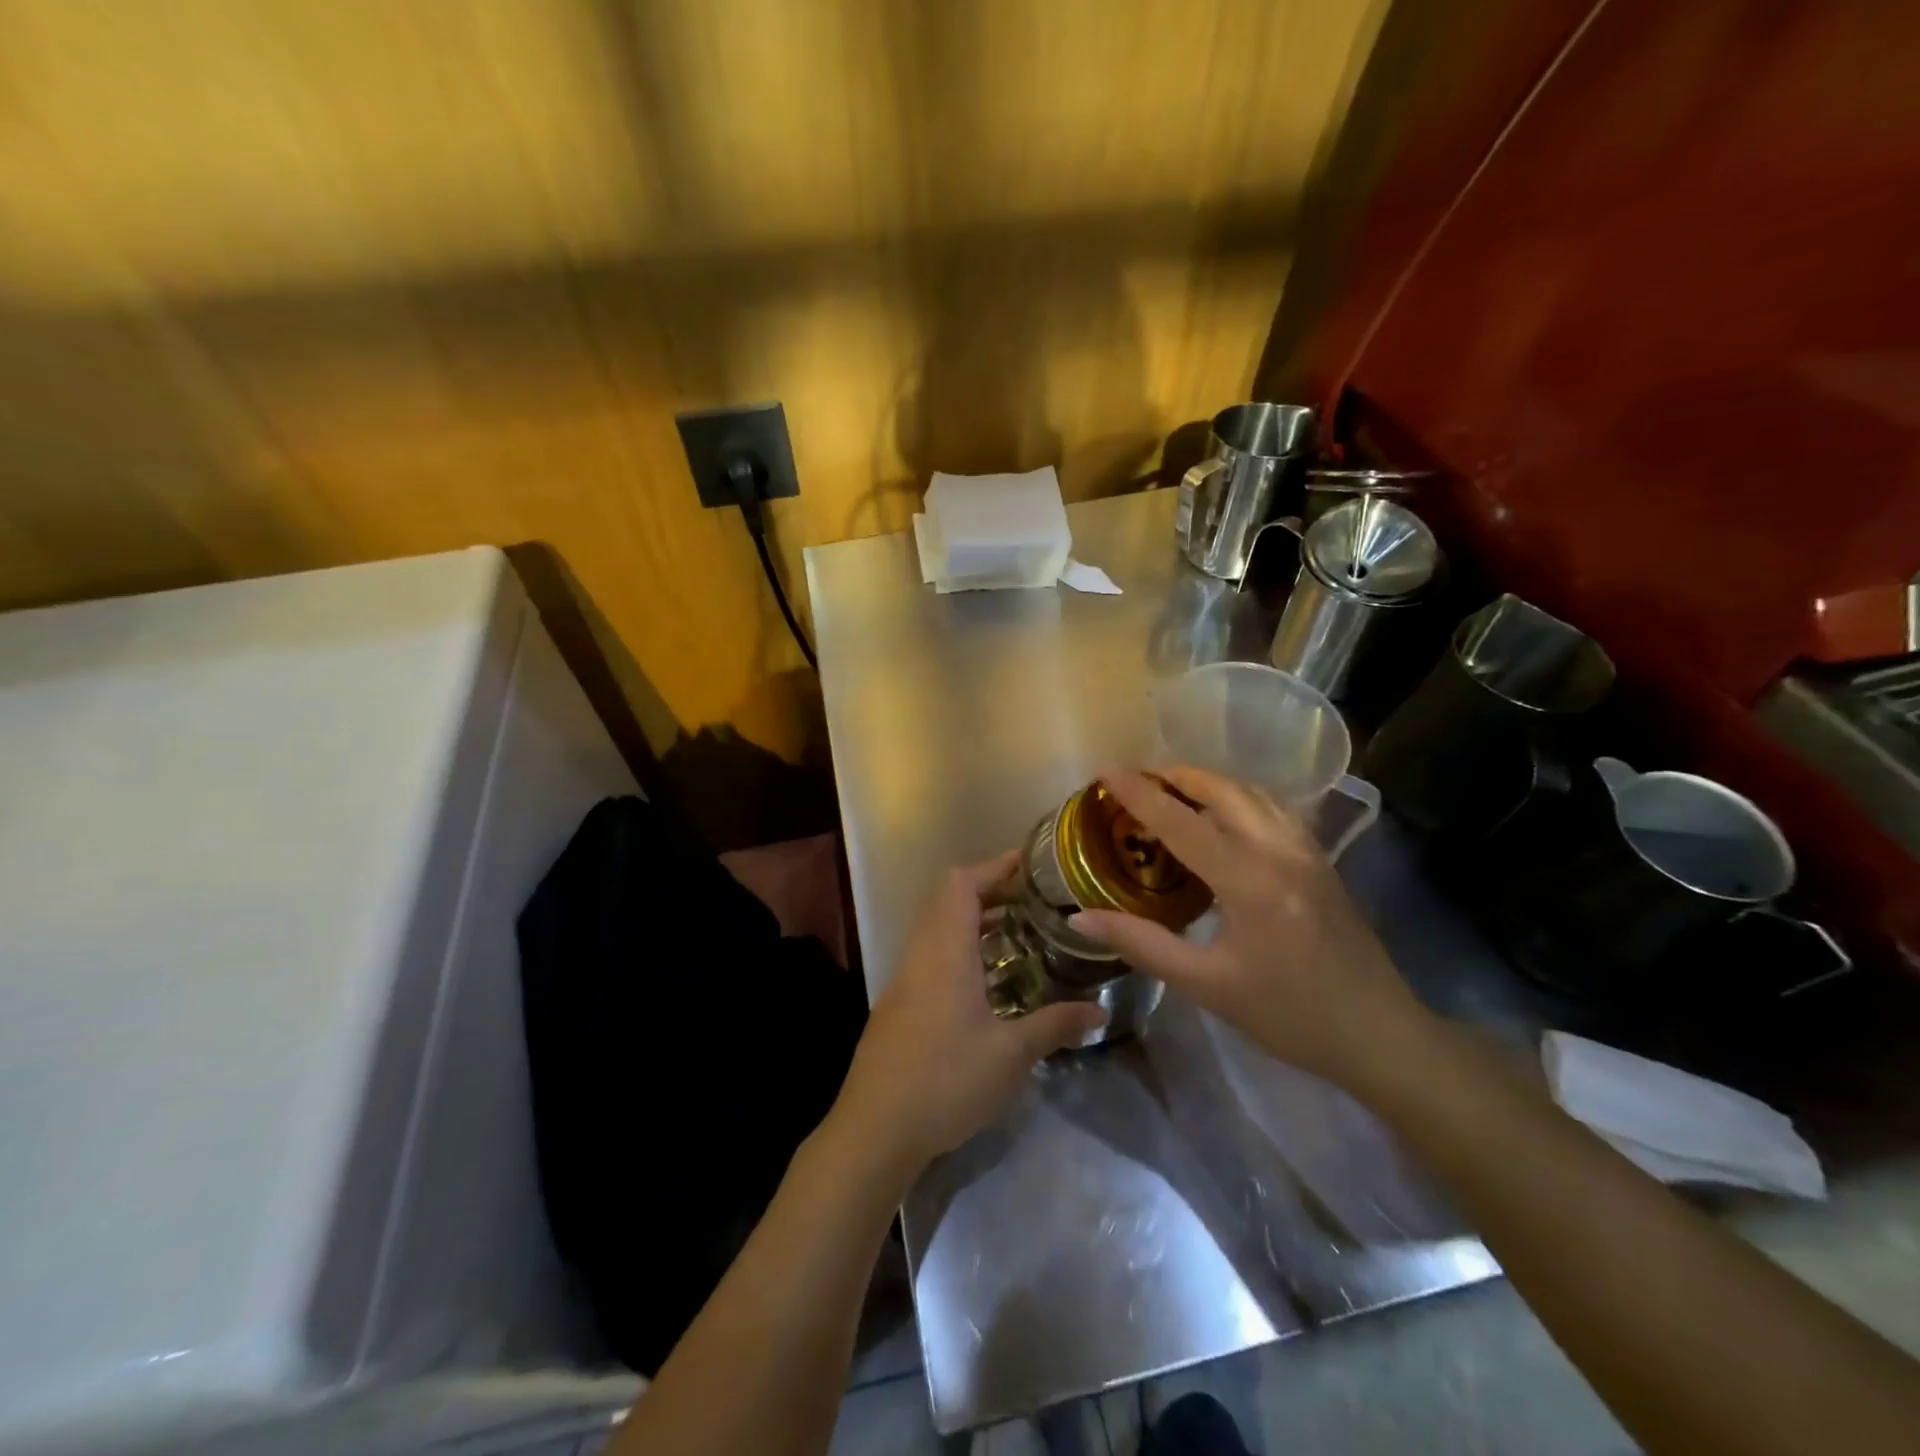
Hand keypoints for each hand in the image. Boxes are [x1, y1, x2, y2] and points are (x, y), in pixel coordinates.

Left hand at [835, 851, 1107, 1176]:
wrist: (875, 1130)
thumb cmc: (945, 1081)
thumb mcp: (1011, 1055)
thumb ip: (1055, 1025)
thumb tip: (1100, 1011)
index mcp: (944, 952)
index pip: (962, 884)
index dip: (996, 866)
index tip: (1033, 866)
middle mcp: (921, 954)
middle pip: (948, 899)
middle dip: (990, 891)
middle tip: (1034, 902)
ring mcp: (905, 978)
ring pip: (938, 927)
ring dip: (974, 921)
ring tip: (1020, 934)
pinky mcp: (899, 1003)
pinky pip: (932, 954)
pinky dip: (961, 948)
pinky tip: (990, 981)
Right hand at [1071, 767, 1432, 1093]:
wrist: (1380, 1034)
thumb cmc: (1289, 1015)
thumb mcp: (1206, 985)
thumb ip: (1141, 943)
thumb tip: (1080, 917)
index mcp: (1250, 880)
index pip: (1182, 822)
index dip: (1139, 794)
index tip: (1105, 772)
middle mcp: (1281, 850)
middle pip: (1222, 789)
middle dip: (1176, 775)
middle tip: (1135, 779)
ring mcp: (1307, 850)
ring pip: (1252, 792)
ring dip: (1208, 781)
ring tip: (1170, 789)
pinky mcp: (1320, 859)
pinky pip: (1271, 807)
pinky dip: (1236, 797)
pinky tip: (1220, 815)